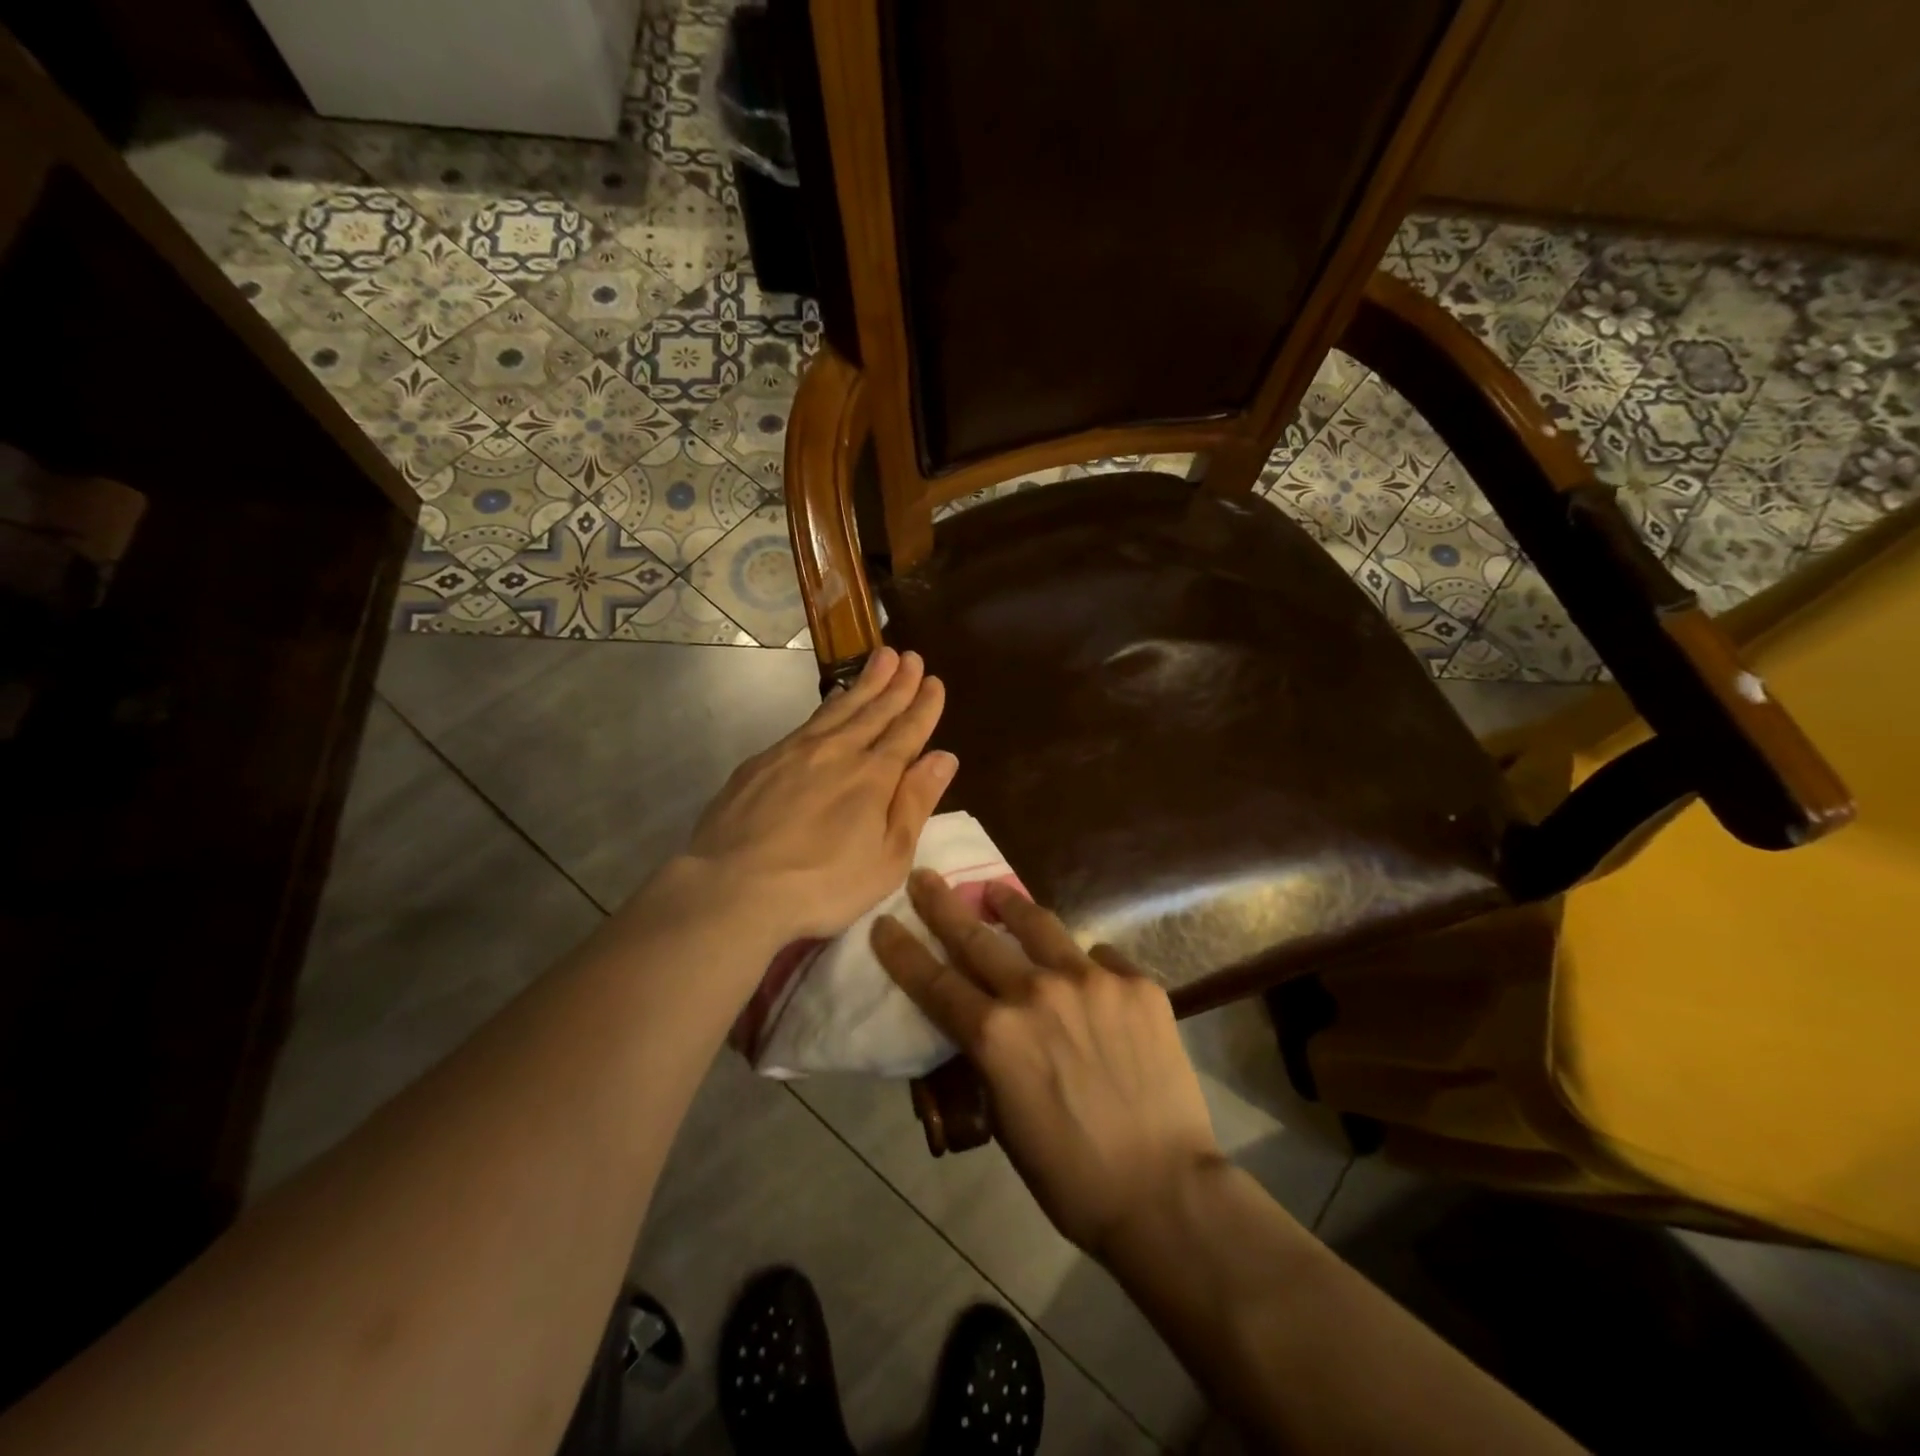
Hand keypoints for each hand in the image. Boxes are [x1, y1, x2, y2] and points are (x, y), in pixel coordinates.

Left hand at [684, 647, 954, 942]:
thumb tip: (944, 756)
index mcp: (874, 776)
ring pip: (839, 707)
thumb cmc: (823, 884)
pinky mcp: (764, 760)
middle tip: (910, 656)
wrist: (733, 886)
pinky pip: (808, 721)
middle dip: (897, 683)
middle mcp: (838, 751)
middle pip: (874, 710)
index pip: (907, 731)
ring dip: (865, 683)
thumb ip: (916, 803)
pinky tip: (833, 700)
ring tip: (880, 659)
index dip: (923, 706)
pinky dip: (828, 704)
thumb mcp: (888, 858)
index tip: (934, 681)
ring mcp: (796, 751)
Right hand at [871, 871, 1222, 1256]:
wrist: (1164, 1191)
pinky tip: (1087, 976)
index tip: (884, 922)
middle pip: (976, 937)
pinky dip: (1084, 965)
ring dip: (1010, 904)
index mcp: (995, 1035)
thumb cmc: (1071, 1175)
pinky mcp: (1135, 983)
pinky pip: (1099, 958)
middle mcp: (1036, 992)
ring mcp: (1090, 980)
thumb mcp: (1005, 1119)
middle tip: (925, 878)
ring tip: (996, 890)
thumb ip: (991, 1060)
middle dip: (942, 904)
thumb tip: (989, 1027)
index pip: (933, 981)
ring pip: (1039, 925)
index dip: (902, 950)